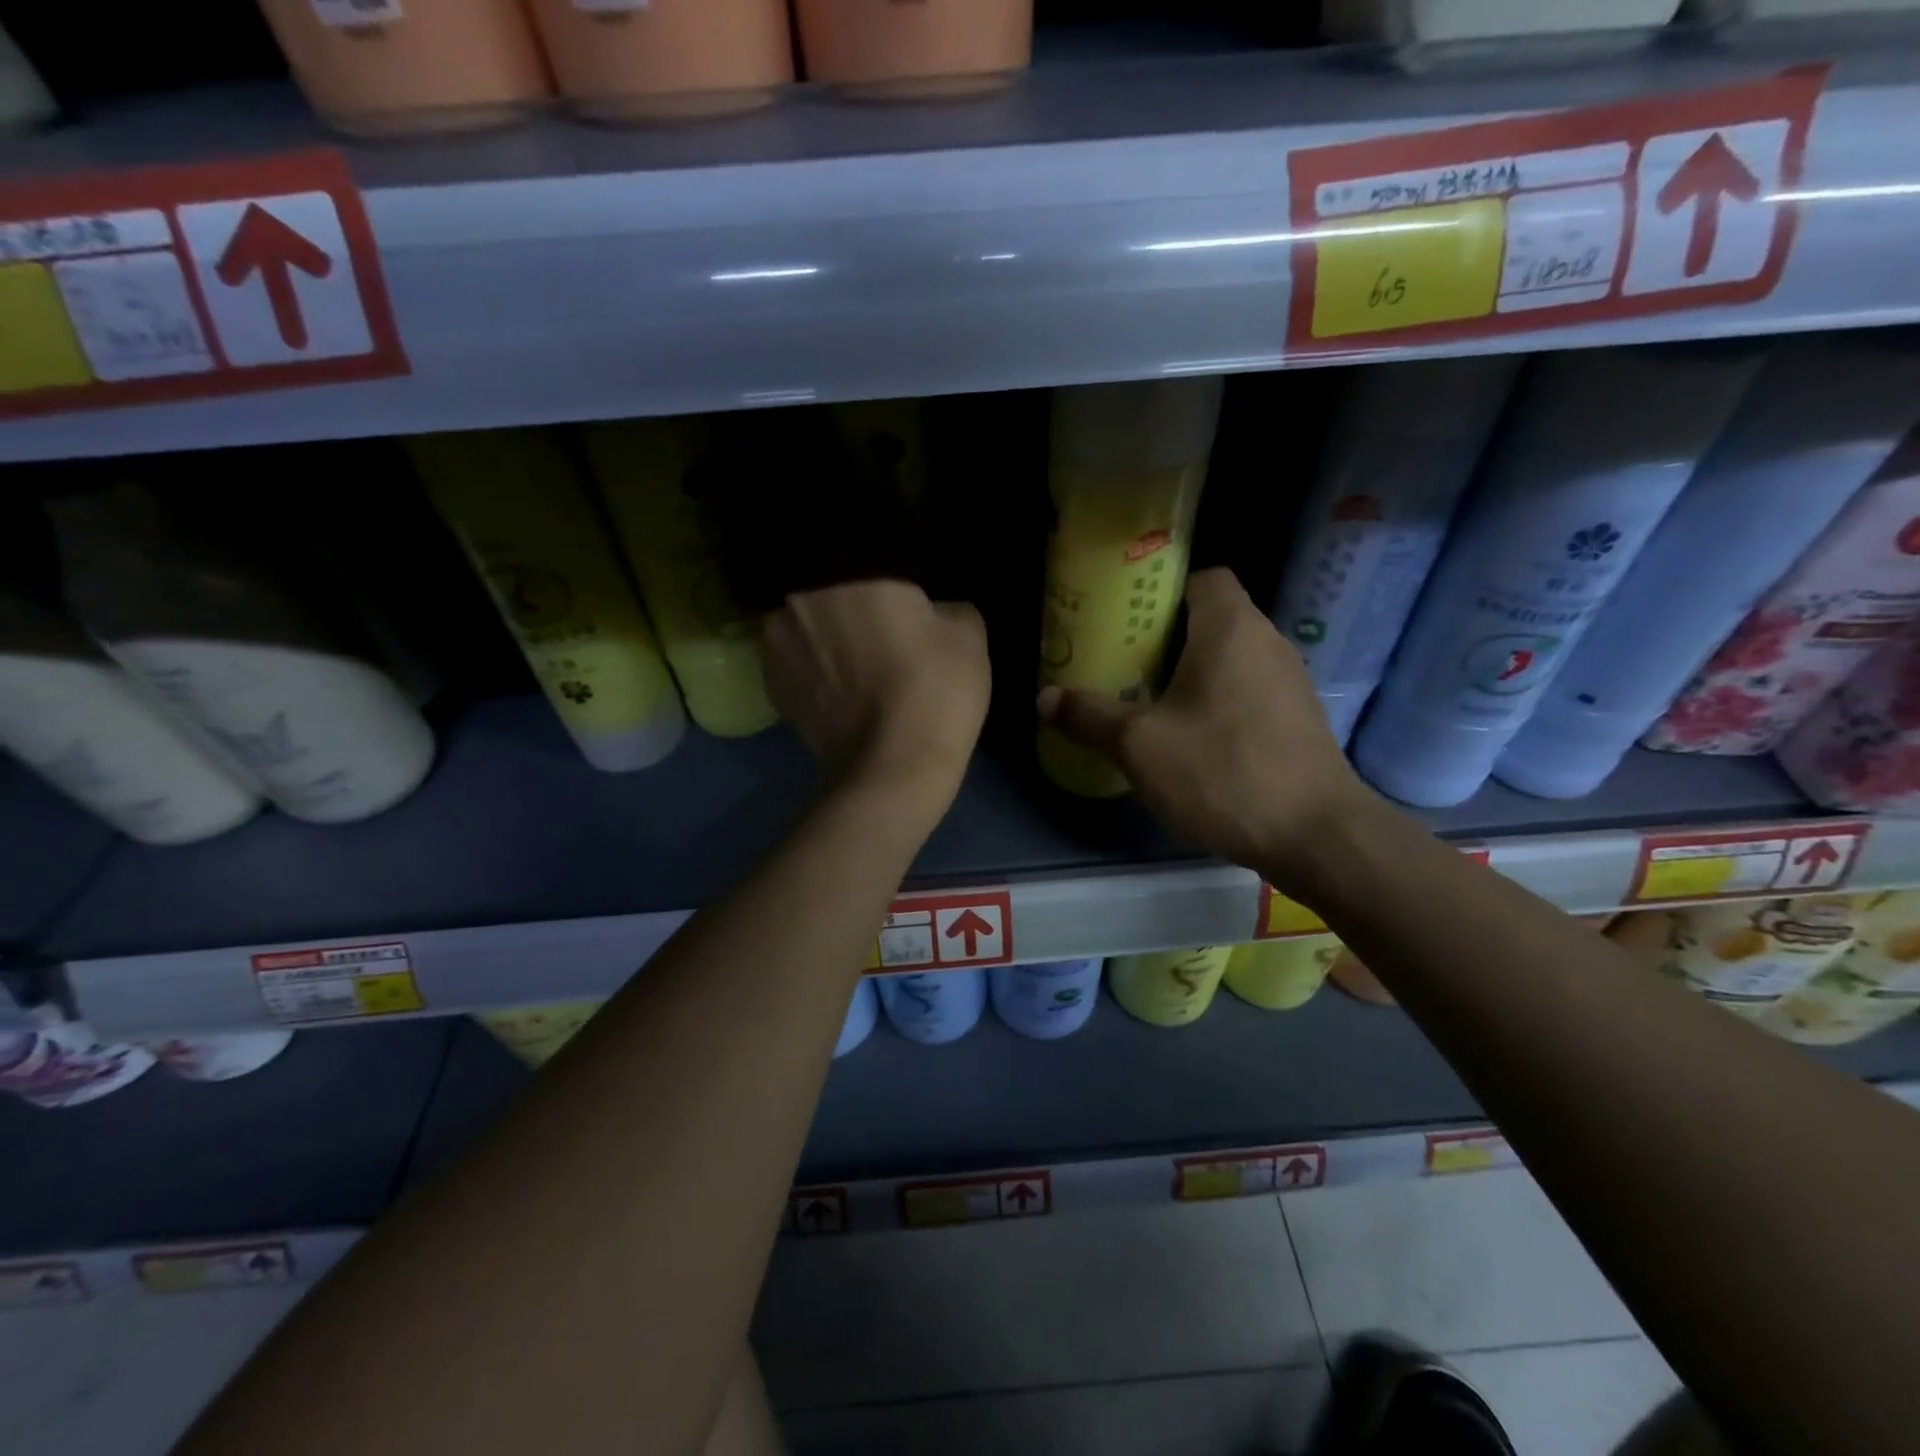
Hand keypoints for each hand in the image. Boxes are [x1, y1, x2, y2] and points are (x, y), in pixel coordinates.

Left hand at [763, 579, 989, 824]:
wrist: (892, 771)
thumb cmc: (934, 690)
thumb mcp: (967, 634)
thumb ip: (947, 604)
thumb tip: (930, 610)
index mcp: (846, 572)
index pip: (863, 552)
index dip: (887, 574)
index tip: (904, 594)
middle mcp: (798, 598)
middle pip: (827, 587)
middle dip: (851, 600)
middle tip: (882, 623)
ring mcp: (775, 644)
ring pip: (806, 623)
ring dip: (827, 633)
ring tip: (858, 659)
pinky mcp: (771, 688)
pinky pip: (795, 661)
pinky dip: (814, 667)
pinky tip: (841, 687)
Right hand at [1036, 568, 1376, 885]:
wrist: (1316, 836)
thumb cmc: (1223, 772)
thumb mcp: (1140, 746)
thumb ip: (1089, 716)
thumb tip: (1043, 698)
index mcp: (1231, 629)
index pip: (1203, 577)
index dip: (1163, 590)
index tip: (1126, 620)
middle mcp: (1267, 643)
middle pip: (1211, 619)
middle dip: (1164, 638)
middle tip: (1120, 664)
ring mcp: (1288, 682)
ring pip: (1229, 658)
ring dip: (1189, 673)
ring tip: (1146, 702)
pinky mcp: (1296, 719)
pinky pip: (1246, 690)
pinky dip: (1215, 701)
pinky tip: (1189, 739)